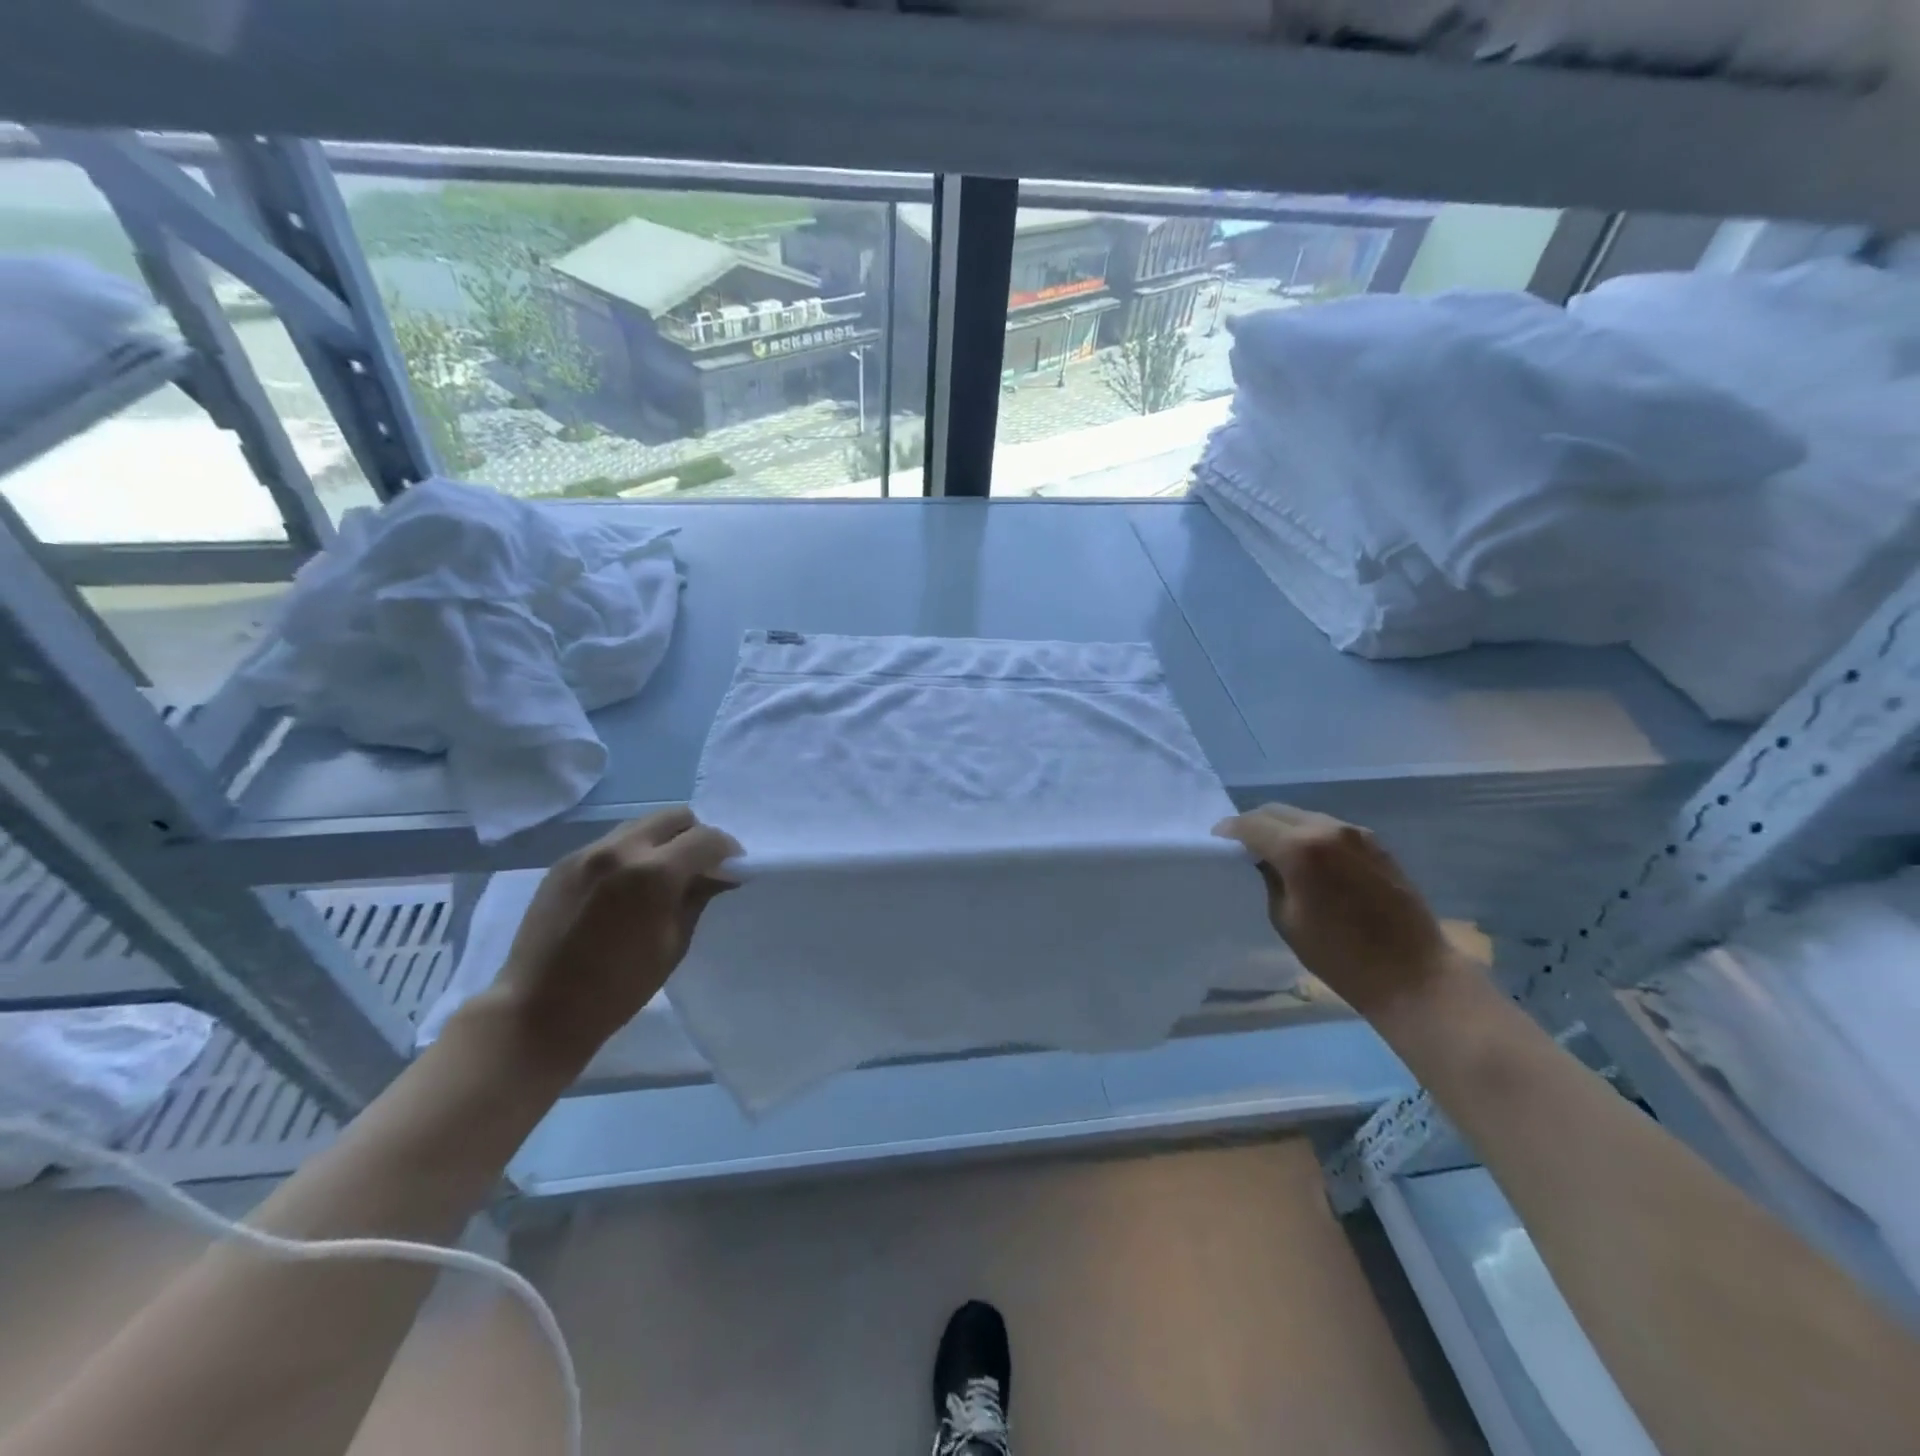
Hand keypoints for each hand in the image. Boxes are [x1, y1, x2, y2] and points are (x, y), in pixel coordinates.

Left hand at [485, 808, 741, 1071]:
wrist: (538, 1011)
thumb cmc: (617, 989)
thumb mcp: (674, 944)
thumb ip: (698, 898)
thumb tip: (718, 876)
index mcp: (654, 873)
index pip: (707, 839)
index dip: (728, 851)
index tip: (732, 869)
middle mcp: (621, 849)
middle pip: (676, 817)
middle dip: (696, 836)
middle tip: (700, 867)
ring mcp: (587, 852)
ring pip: (641, 825)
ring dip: (662, 841)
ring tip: (662, 875)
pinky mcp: (564, 862)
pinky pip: (611, 843)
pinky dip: (631, 854)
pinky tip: (626, 887)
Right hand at [1215, 803, 1453, 1018]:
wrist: (1414, 975)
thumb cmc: (1341, 957)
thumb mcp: (1287, 919)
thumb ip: (1269, 880)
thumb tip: (1263, 860)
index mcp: (1301, 849)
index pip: (1251, 824)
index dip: (1229, 830)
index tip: (1217, 841)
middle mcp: (1328, 829)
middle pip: (1277, 811)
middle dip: (1253, 824)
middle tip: (1240, 845)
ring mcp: (1356, 834)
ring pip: (1304, 816)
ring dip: (1283, 828)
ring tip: (1272, 851)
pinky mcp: (1376, 844)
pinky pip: (1329, 828)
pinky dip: (1309, 835)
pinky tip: (1307, 859)